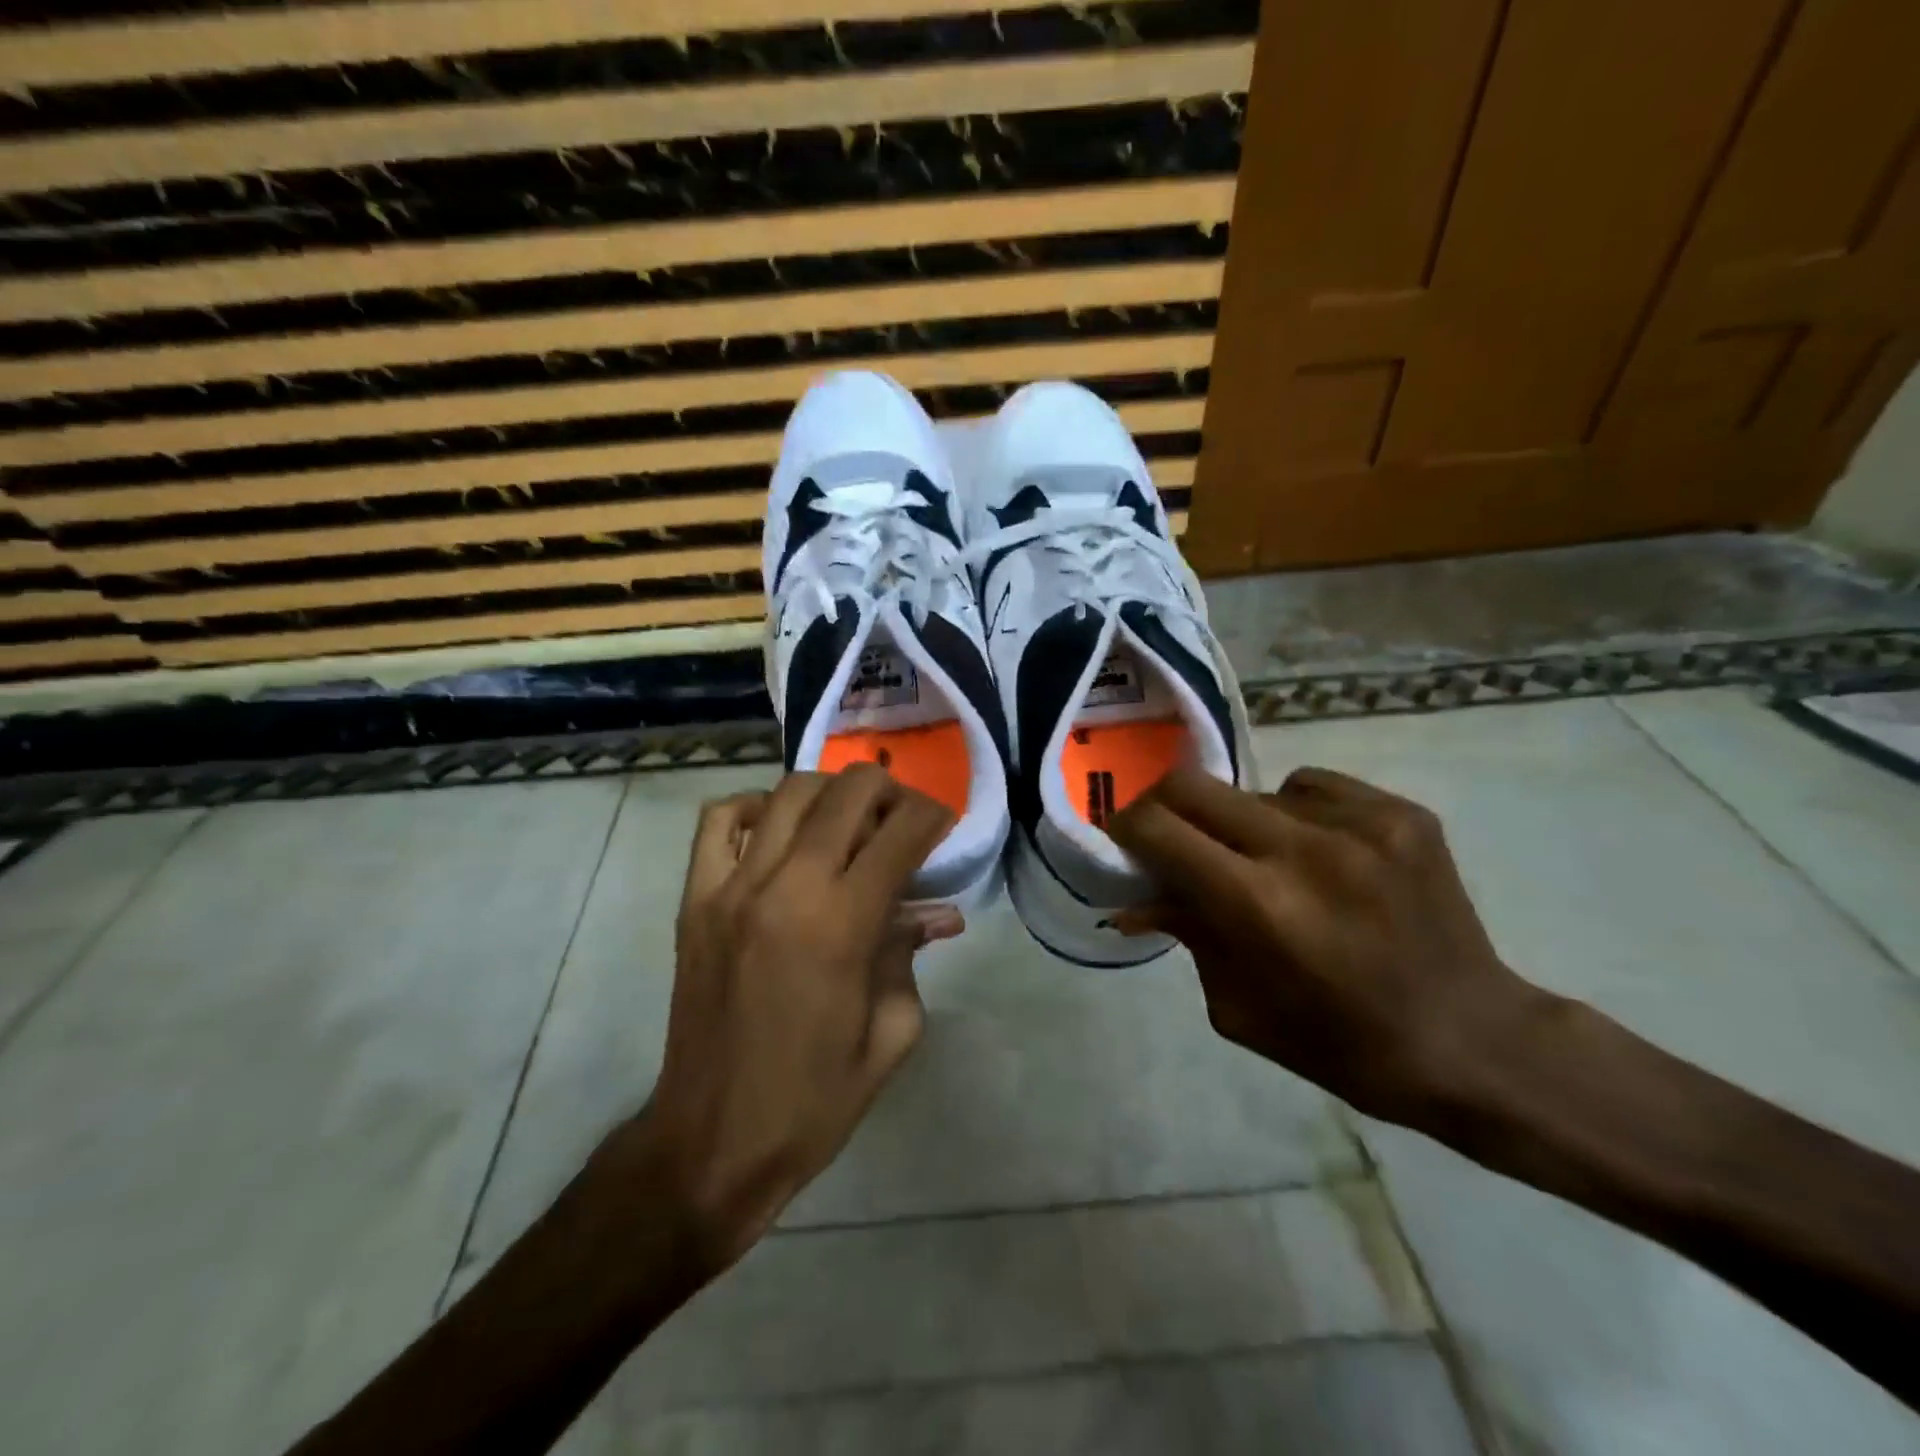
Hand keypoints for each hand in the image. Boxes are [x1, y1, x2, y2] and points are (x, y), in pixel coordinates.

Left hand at [625, 766, 958, 1269]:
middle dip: (890, 792)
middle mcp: (786, 888)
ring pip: (789, 793)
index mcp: (841, 926)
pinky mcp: (694, 898)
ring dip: (833, 794)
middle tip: (902, 821)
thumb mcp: (890, 1034)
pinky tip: (779, 830)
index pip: (900, 833)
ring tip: (849, 822)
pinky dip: (756, 807)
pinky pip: (719, 820)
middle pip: (848, 793)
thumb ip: (910, 954)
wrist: (711, 1141)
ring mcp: (732, 887)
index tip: (943, 826)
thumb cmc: (814, 1100)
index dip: (933, 816)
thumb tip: (936, 911)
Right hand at [1108, 765, 1536, 1128]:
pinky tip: (1319, 854)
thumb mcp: (1238, 1007)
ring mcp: (1360, 822)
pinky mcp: (1401, 811)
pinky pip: (1310, 787)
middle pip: (1192, 785)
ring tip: (1266, 864)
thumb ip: (1186, 935)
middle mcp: (1305, 849)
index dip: (1126, 828)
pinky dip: (1293, 814)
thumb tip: (1137, 897)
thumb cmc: (1341, 1044)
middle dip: (1163, 808)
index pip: (1158, 829)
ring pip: (1253, 791)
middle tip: (1169, 837)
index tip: (1123, 842)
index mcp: (1259, 907)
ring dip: (1238, 824)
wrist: (1474, 1041)